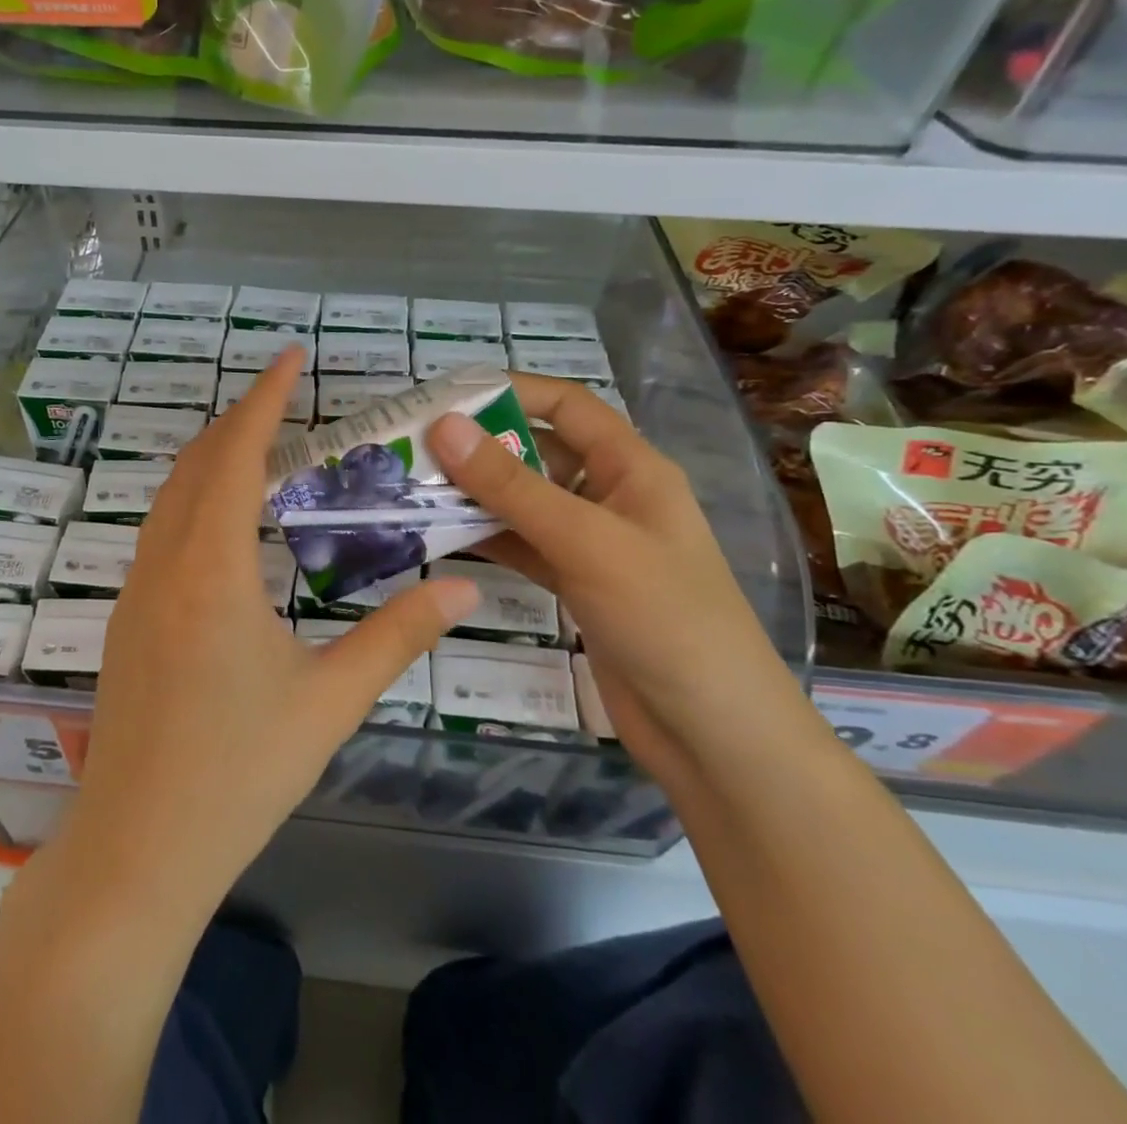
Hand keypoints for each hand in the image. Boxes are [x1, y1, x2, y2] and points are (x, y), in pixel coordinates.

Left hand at [67, 348, 480, 918]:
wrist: (138, 850)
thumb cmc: (238, 773)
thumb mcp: (329, 701)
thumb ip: (397, 637)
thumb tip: (463, 591)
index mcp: (210, 569)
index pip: (235, 455)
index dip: (264, 399)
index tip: (291, 357)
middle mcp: (163, 565)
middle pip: (196, 464)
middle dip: (240, 420)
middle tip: (288, 398)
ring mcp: (135, 592)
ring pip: (171, 497)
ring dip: (213, 459)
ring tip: (263, 448)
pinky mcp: (127, 621)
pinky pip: (160, 532)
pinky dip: (195, 500)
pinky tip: (227, 523)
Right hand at [428, 373, 807, 783]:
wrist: (714, 735)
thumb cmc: (665, 619)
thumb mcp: (585, 542)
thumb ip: (511, 485)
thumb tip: (444, 426)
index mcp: (631, 468)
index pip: (567, 406)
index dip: (511, 390)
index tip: (446, 396)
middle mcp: (610, 496)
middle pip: (537, 452)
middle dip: (479, 447)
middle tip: (412, 448)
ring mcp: (591, 543)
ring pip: (523, 502)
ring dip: (474, 495)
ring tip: (412, 489)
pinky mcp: (575, 584)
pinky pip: (521, 545)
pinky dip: (485, 538)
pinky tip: (439, 536)